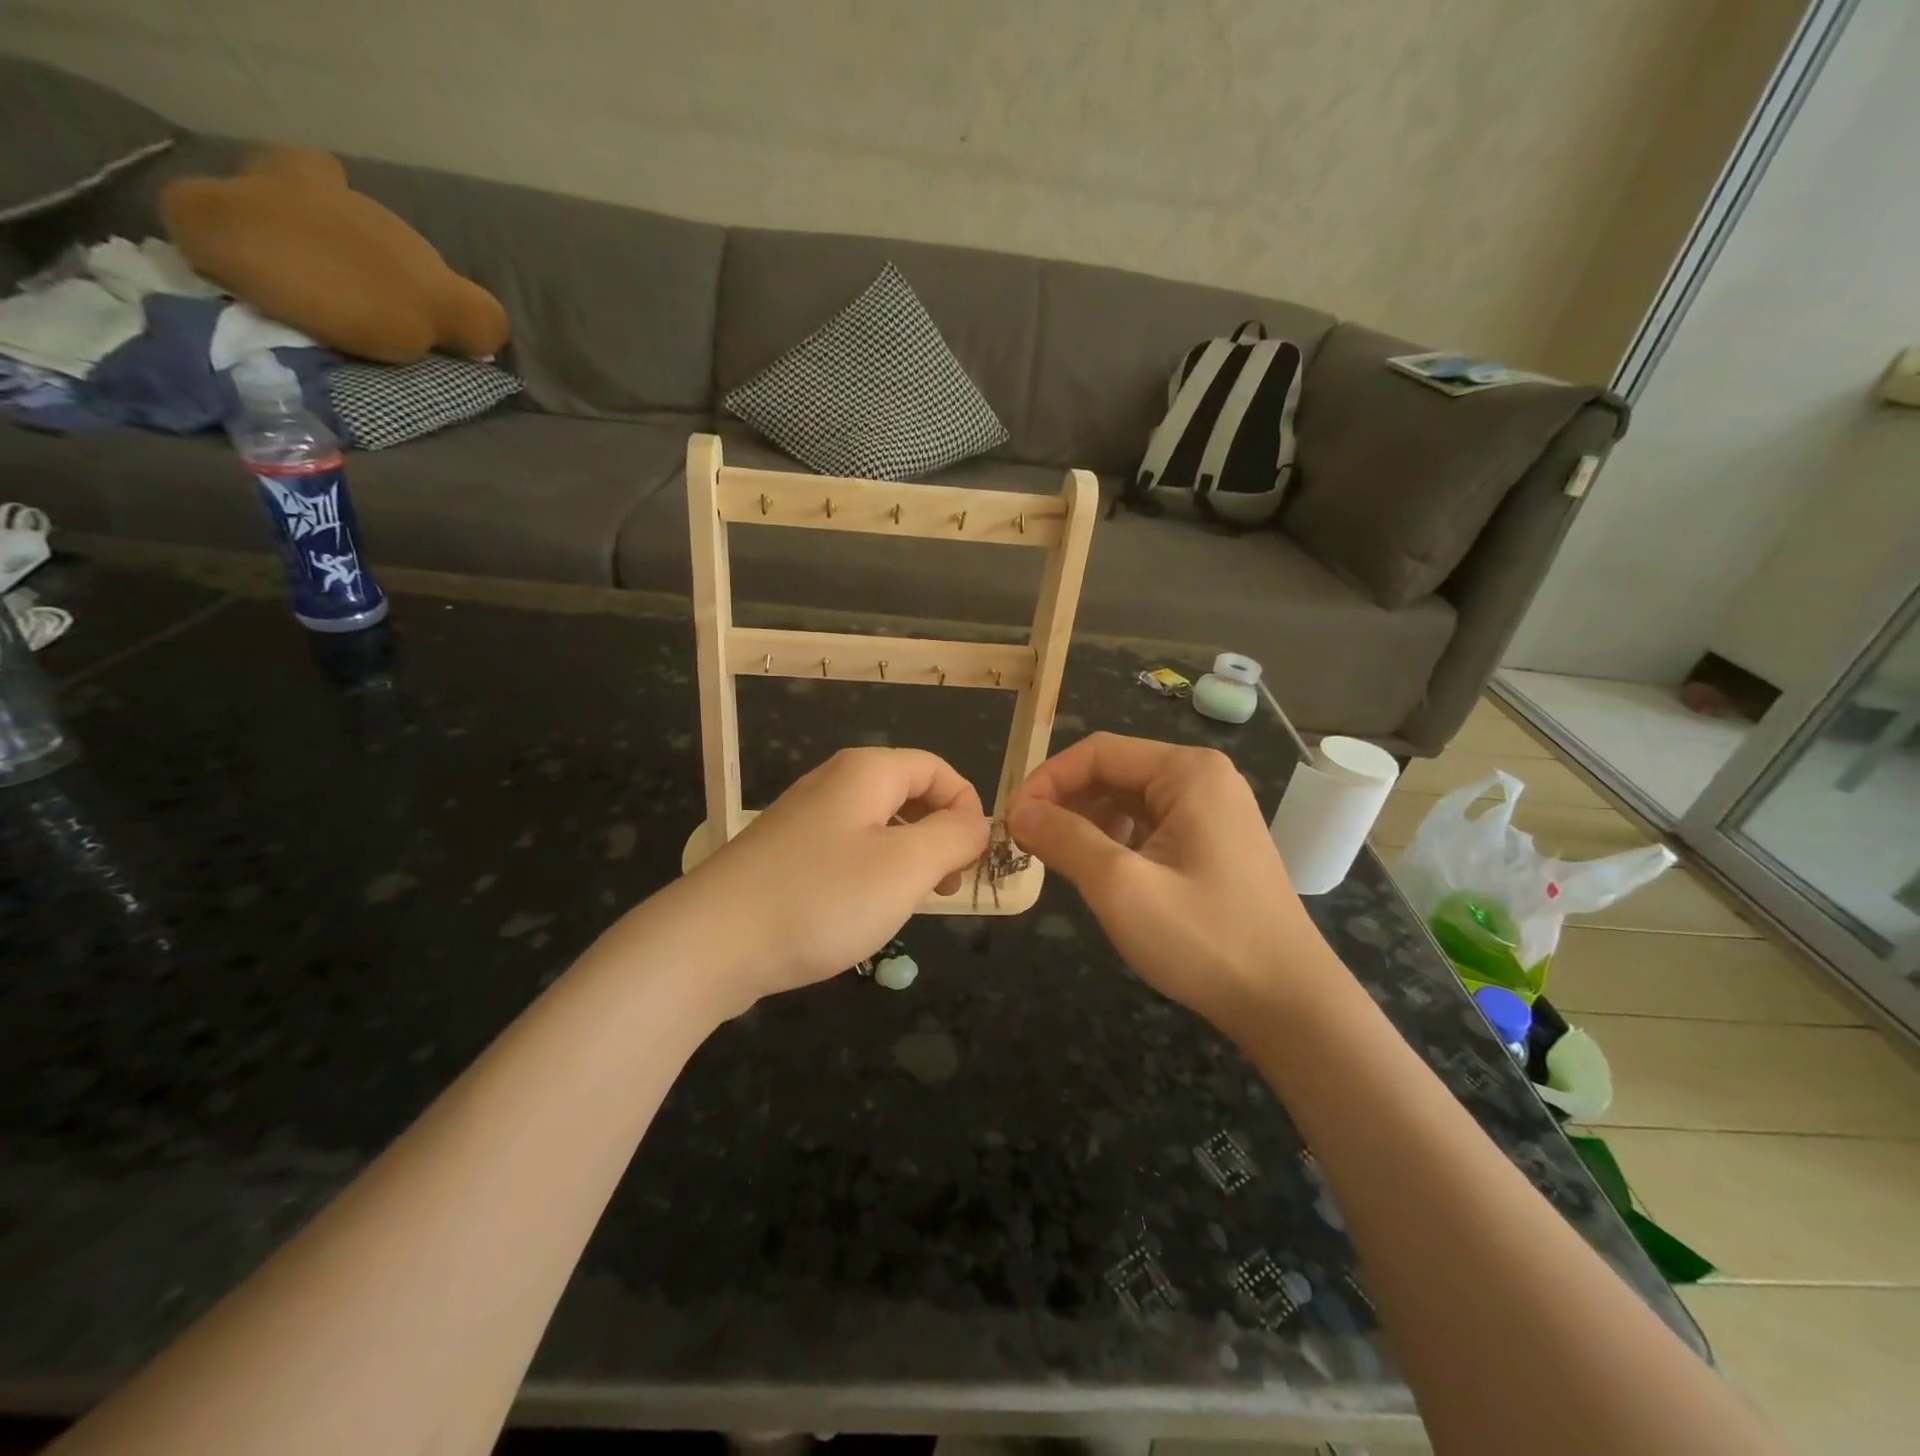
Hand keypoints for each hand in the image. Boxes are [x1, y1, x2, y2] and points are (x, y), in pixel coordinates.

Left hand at [685, 748, 988, 1011]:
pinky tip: (860, 913)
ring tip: (907, 905)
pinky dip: (870, 875)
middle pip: (908, 793)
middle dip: (939, 836)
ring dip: (907, 860)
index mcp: (866, 773)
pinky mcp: (784, 855)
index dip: (966, 807)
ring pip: (878, 826)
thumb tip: (977, 823)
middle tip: (946, 888)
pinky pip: (846, 851)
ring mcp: (803, 819)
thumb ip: (953, 837)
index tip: (974, 860)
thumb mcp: (905, 867)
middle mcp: (833, 783)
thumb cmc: (821, 899)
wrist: (709, 944)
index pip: (937, 769)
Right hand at [1007, 733, 1340, 1032]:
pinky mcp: (1213, 843)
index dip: (1046, 781)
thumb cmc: (1204, 938)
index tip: (1011, 822)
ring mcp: (1213, 811)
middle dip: (1065, 803)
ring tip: (1056, 858)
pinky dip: (1115, 841)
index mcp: (1188, 772)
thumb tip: (1018, 812)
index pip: (1097, 753)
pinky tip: (1099, 870)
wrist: (1288, 1004)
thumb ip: (1063, 839)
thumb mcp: (1120, 886)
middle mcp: (1204, 779)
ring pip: (1128, 801)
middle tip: (1026, 843)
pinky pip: (1150, 825)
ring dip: (1086, 823)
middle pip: (1114, 772)